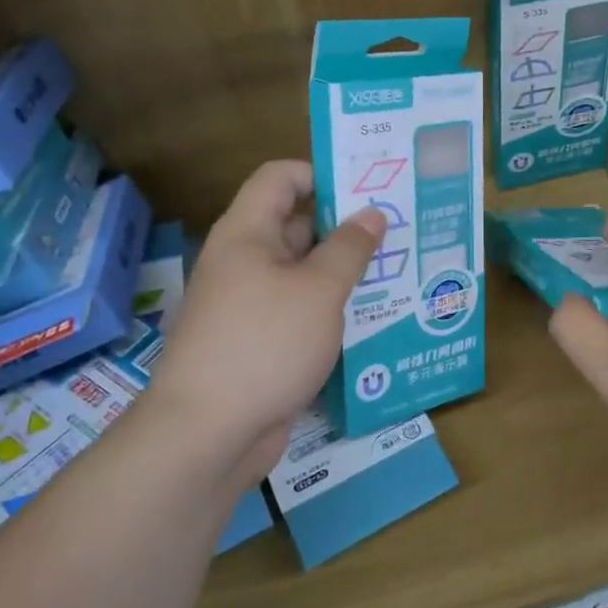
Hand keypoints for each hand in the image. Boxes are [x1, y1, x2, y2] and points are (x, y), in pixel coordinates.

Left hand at [141, 161, 384, 488]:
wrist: (207, 434)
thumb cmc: (265, 343)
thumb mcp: (319, 290)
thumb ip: (350, 248)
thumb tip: (371, 213)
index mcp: (248, 233)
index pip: (281, 178)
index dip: (322, 173)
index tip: (369, 187)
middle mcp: (246, 261)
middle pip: (298, 225)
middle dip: (347, 226)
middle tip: (400, 231)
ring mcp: (251, 305)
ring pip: (304, 273)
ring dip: (345, 273)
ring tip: (399, 273)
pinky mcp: (260, 342)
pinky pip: (301, 312)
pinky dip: (332, 311)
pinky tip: (374, 319)